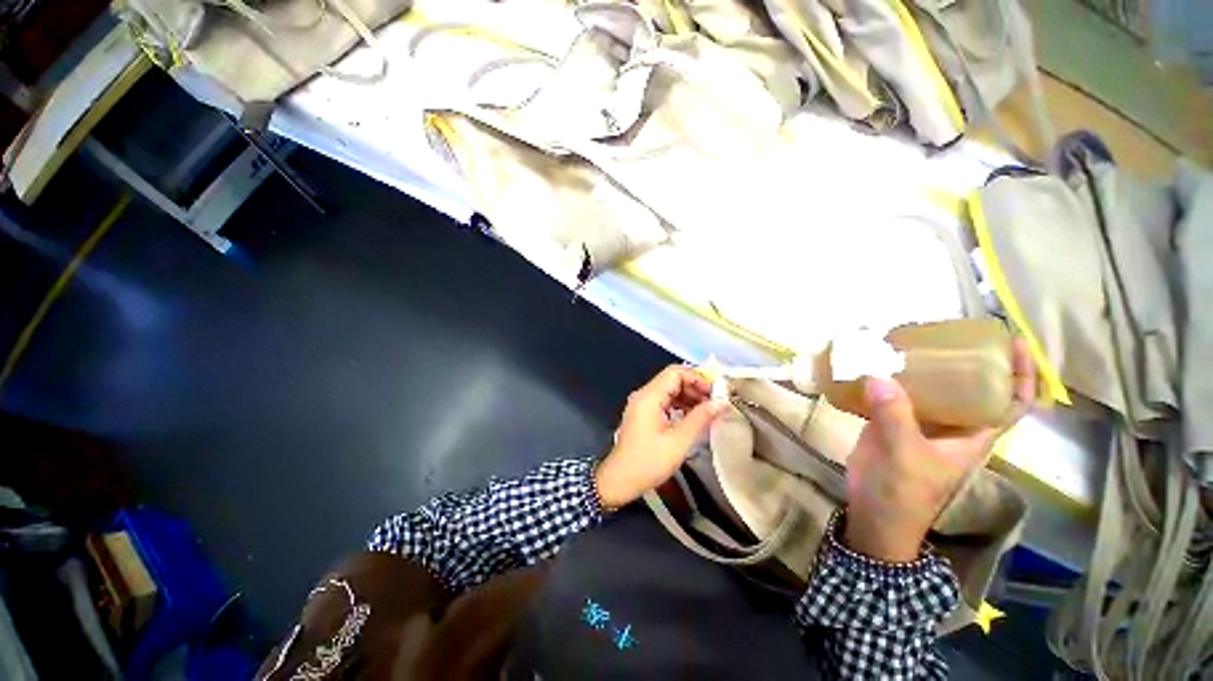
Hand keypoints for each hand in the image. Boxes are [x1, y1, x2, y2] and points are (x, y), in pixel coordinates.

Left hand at [595, 365, 725, 508]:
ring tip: (707, 410)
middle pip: (671, 379)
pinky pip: (663, 401)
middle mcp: (643, 395)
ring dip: (688, 396)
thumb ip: (700, 418)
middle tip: (714, 401)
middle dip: (694, 387)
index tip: (715, 391)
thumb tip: (721, 402)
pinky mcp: (642, 414)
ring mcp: (641, 404)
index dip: (697, 377)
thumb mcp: (679, 441)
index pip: (675, 372)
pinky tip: (692, 416)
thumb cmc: (649, 461)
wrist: (620, 480)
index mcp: (649, 396)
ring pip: (668, 390)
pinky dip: (679, 405)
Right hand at [843, 340, 1036, 561]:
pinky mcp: (891, 421)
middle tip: (951, 330)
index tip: (1016, 342)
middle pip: (969, 386)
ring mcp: (919, 422)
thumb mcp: (905, 457)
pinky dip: (888, 377)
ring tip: (910, 340)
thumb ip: (895, 418)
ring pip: (930, 388)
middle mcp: (951, 424)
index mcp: (972, 435)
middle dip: (967, 359)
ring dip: (923, 365)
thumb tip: (878, 376)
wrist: (874, 512)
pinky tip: (875, 362)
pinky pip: (894, 393)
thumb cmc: (903, 493)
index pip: (1010, 403)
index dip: (1022, 374)